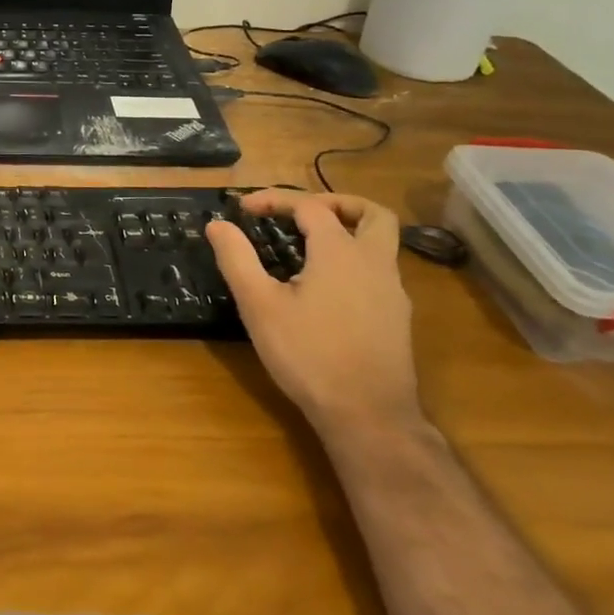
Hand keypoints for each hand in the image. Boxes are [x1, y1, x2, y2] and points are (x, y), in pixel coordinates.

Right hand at [205, 191, 419, 436]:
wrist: (368, 415)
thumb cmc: (308, 354)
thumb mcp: (259, 305)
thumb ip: (237, 258)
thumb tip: (217, 224)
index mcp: (340, 252)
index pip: (309, 206)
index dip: (274, 200)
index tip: (243, 208)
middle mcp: (374, 263)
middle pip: (371, 213)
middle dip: (336, 202)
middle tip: (301, 212)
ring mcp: (392, 292)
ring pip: (381, 243)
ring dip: (349, 231)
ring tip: (310, 245)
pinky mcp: (396, 318)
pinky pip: (378, 272)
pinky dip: (353, 261)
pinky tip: (326, 287)